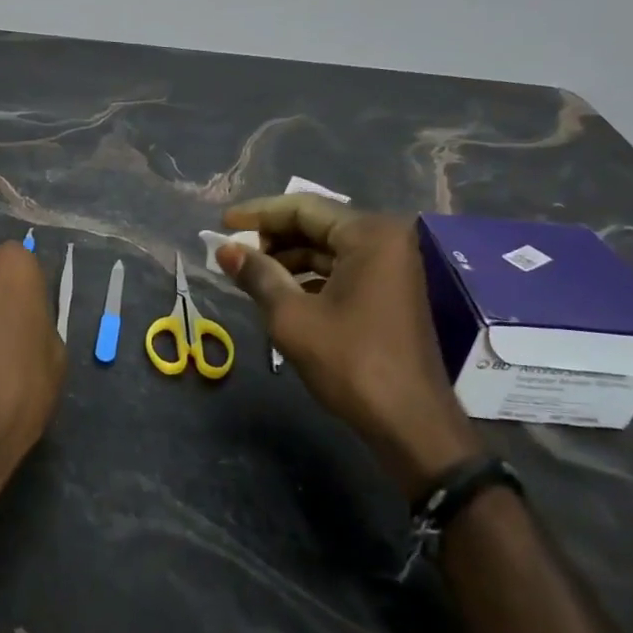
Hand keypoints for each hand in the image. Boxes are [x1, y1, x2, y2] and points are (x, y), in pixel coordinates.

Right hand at [216, 197, 481, 497]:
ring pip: (327, 248)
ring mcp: (392, 266)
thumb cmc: (351, 363)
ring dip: (287, 258)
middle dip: (272, 236)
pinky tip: (279, 290)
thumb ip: (257, 275)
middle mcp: (386, 240)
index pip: (302, 208)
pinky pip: (341, 268)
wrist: (410, 423)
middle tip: (233, 251)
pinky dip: (309, 275)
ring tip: (249, 272)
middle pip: (317, 224)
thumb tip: (224, 250)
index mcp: (369, 235)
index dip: (258, 214)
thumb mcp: (292, 317)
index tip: (223, 225)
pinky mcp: (390, 290)